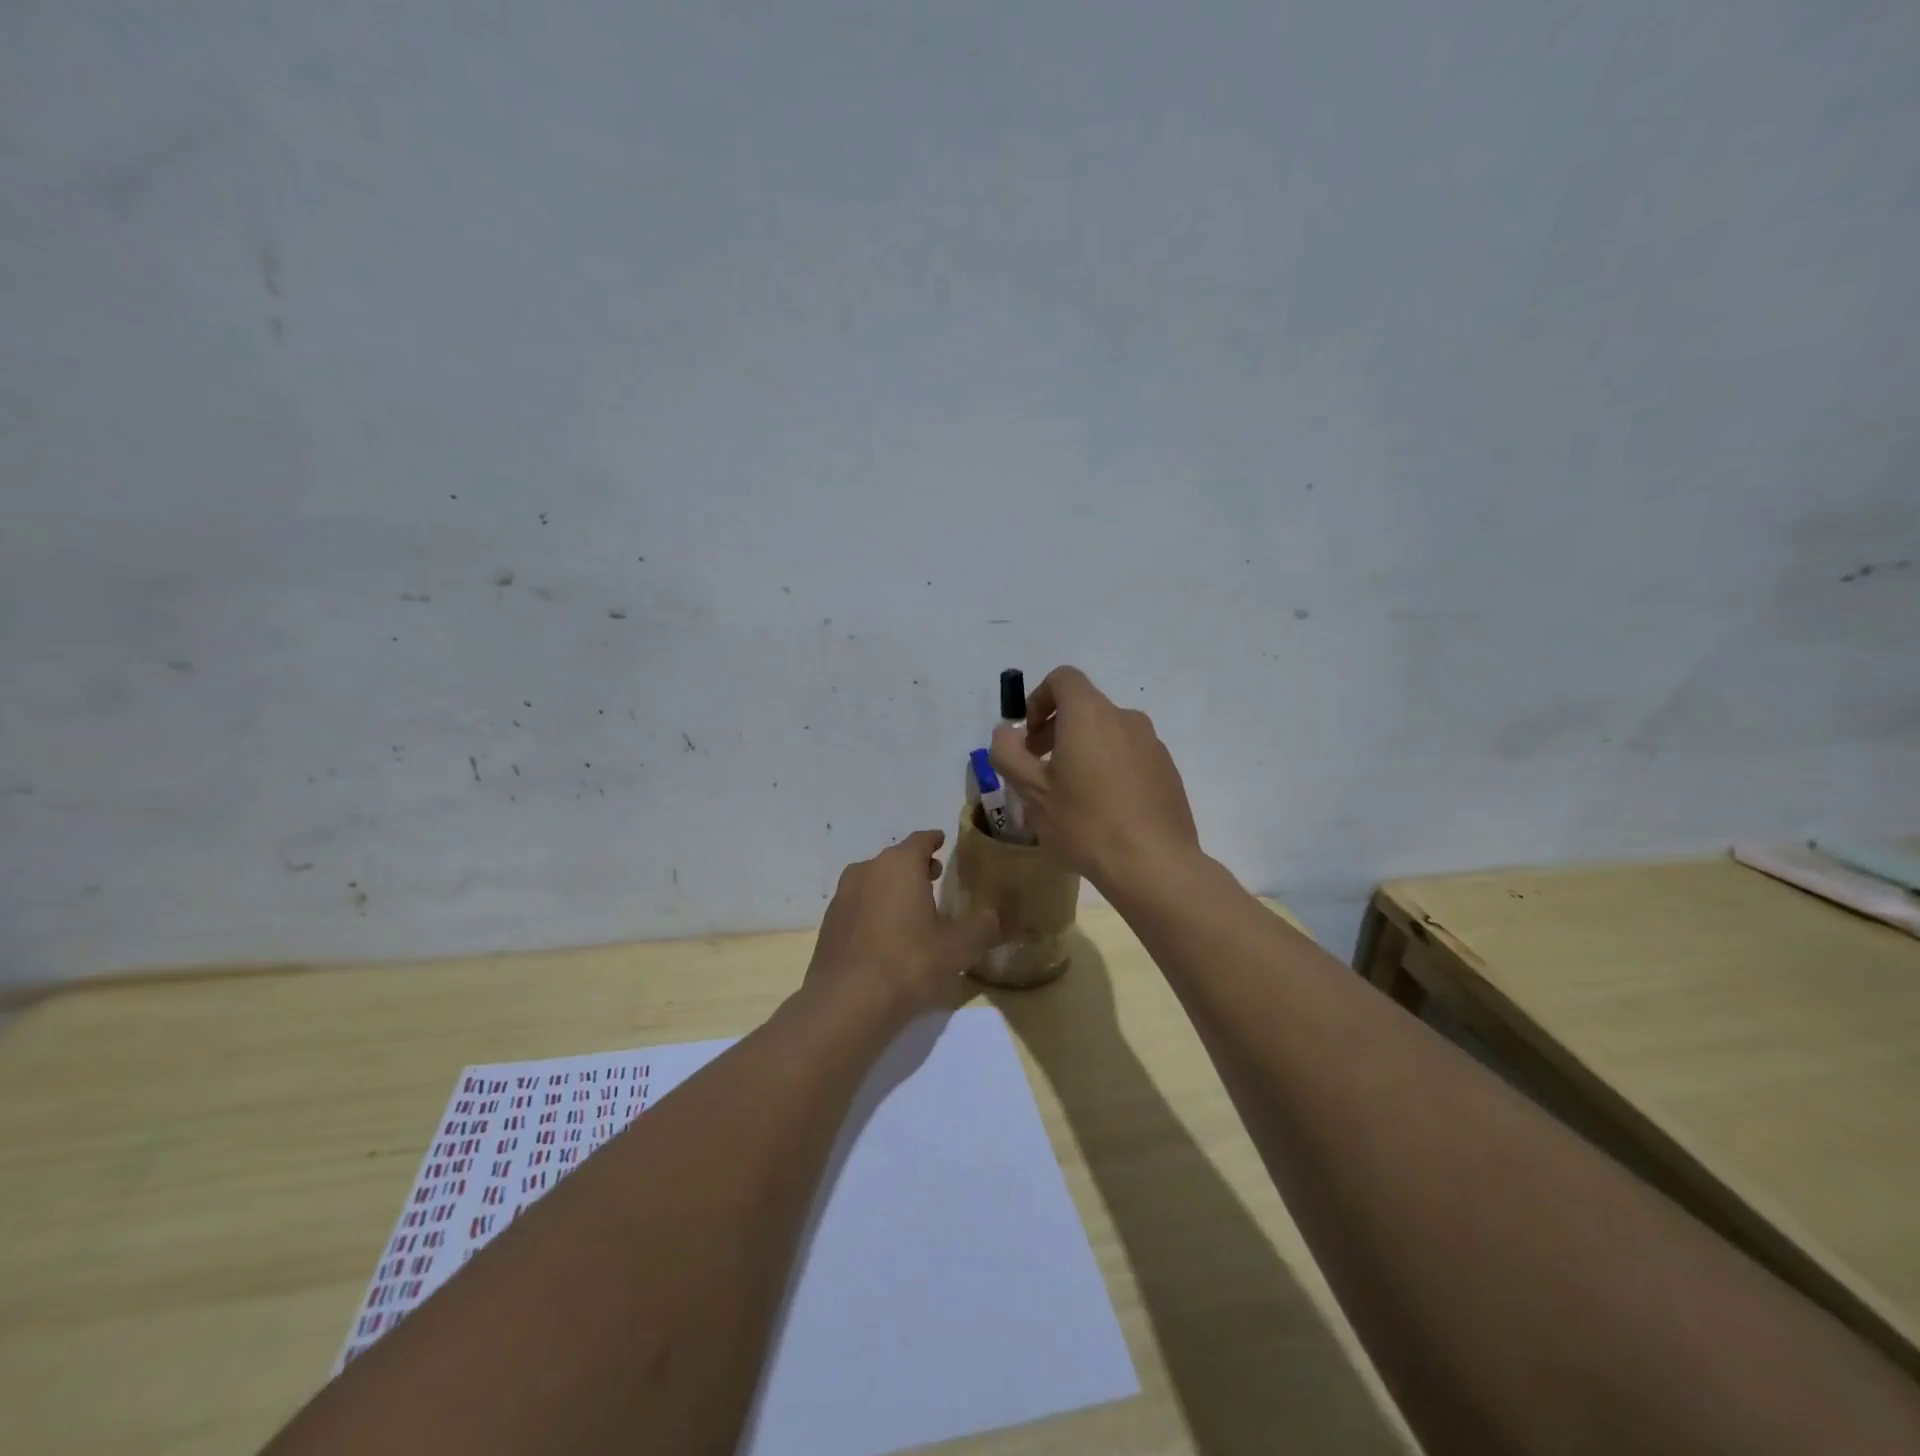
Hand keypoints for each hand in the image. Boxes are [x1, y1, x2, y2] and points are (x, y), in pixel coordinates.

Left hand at [805, 830, 1000, 1021]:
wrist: (847, 1002)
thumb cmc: (909, 963)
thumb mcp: (958, 947)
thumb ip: (981, 927)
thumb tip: (993, 917)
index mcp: (899, 865)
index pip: (920, 840)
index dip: (934, 841)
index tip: (942, 841)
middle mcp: (867, 870)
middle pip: (895, 860)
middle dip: (915, 866)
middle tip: (934, 877)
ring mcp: (843, 897)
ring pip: (874, 882)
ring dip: (893, 889)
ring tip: (912, 908)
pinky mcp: (829, 924)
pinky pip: (859, 907)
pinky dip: (874, 911)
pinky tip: (886, 936)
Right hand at [989, 666, 1199, 891]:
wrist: (1154, 865)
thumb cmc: (1085, 823)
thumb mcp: (1031, 791)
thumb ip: (1008, 752)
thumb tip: (1007, 731)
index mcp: (1090, 714)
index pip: (1063, 679)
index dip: (1038, 700)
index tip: (1028, 738)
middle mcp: (1125, 718)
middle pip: (1084, 707)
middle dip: (1056, 729)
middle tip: (1039, 769)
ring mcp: (1152, 744)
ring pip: (1107, 733)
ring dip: (1083, 750)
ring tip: (1071, 795)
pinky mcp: (1167, 770)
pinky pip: (1129, 755)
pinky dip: (1110, 768)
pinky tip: (1104, 810)